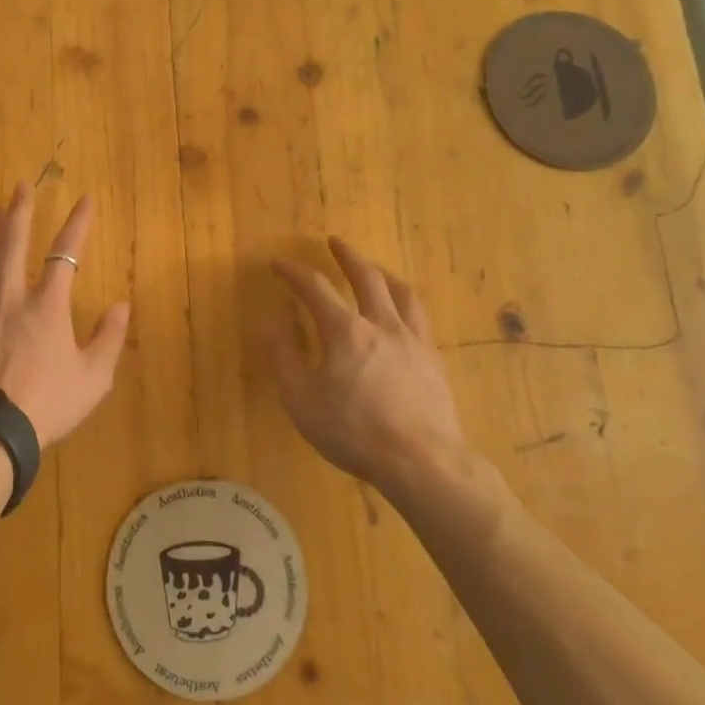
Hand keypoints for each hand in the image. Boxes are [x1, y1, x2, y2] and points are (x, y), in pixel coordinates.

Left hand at [0, 184, 130, 449]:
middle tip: (21, 186)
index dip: (77, 223)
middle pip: (14, 242)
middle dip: (20, 211)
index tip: (85, 199)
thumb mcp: (92, 378)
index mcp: (48, 306)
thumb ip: (109, 339)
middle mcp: (11, 296)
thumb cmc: (45, 405)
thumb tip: (122, 305)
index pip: (65, 253)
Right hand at [267, 238, 469, 502]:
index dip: (294, 273)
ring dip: (383, 273)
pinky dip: (404, 303)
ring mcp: (413, 340)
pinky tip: (402, 314)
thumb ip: (284, 357)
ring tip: (375, 268)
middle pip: (366, 277)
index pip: (315, 288)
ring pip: (401, 292)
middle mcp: (382, 324)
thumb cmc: (353, 432)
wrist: (422, 462)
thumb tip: (270, 322)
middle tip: (335, 241)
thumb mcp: (301, 400)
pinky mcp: (434, 360)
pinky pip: (419, 318)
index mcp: (345, 331)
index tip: (279, 264)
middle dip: (347, 255)